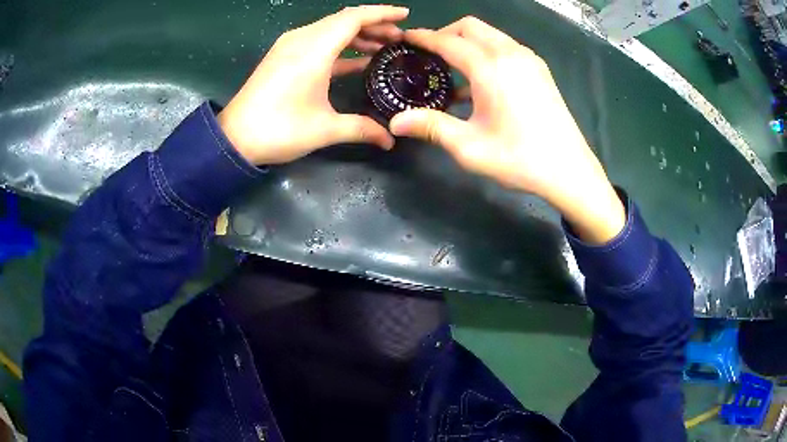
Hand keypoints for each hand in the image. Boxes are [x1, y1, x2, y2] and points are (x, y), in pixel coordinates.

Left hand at [218, 5, 408, 164]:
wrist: (234, 139)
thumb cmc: (278, 130)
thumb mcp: (324, 130)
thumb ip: (361, 129)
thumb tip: (390, 140)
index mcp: (313, 50)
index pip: (354, 18)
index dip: (382, 13)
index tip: (405, 15)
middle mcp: (301, 39)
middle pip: (343, 20)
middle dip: (374, 25)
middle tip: (398, 39)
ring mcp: (290, 46)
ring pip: (330, 29)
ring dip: (357, 35)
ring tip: (382, 47)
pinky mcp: (283, 55)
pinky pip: (318, 40)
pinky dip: (339, 45)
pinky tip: (356, 58)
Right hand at [389, 17, 624, 243]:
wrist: (569, 170)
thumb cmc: (519, 159)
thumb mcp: (469, 146)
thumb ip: (431, 126)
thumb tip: (395, 122)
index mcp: (490, 67)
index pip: (448, 41)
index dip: (423, 38)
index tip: (406, 39)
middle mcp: (510, 53)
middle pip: (470, 26)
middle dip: (446, 33)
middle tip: (429, 55)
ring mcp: (528, 59)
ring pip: (490, 34)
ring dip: (468, 42)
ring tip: (452, 67)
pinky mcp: (539, 69)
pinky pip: (505, 47)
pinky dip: (487, 52)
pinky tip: (480, 81)